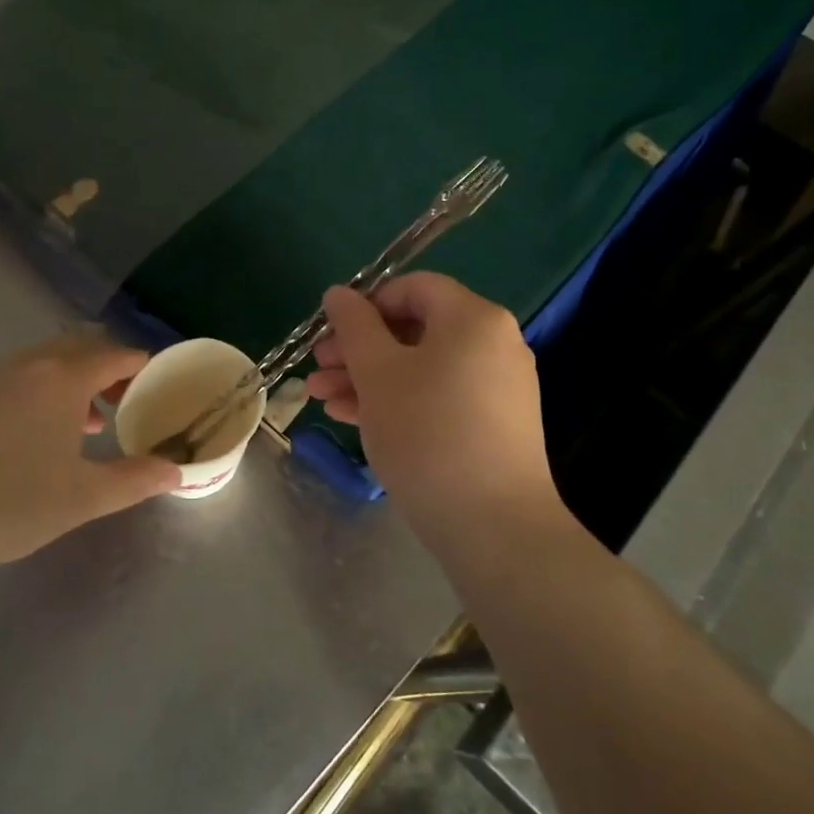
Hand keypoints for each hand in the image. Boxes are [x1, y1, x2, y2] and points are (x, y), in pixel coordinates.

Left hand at [0, 332, 180, 568]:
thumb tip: (175, 471)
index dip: (143, 366)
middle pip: (81, 348)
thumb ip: (134, 480)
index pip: (115, 354)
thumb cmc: (8, 501)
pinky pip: (21, 377)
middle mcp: (30, 364)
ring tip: (92, 423)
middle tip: (129, 400)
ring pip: (48, 362)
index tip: (161, 384)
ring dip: (77, 381)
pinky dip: (46, 392)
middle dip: (111, 368)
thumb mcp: (83, 497)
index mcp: (63, 378)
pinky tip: (42, 435)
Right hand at [306, 273, 561, 543]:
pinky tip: (352, 418)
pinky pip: (438, 397)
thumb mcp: (377, 373)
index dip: (365, 304)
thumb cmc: (427, 433)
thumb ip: (354, 326)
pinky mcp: (493, 425)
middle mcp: (493, 344)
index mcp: (473, 318)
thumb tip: (338, 292)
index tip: (330, 333)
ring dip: (368, 379)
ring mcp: (497, 387)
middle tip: (317, 368)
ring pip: (421, 368)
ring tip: (320, 399)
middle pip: (414, 330)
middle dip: (357, 348)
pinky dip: (398, 401)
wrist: (494, 525)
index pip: (413, 288)